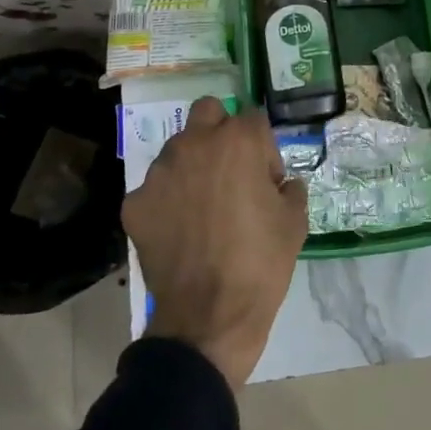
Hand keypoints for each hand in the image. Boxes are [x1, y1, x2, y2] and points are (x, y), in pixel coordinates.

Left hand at [123, 97, 307, 388]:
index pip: (253, 118)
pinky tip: (179, 232)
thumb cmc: (261, 263)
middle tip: (230, 171)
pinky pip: (155, 189)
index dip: (264, 148)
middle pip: (207, 112)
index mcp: (238, 142)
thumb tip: (280, 184)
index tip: (267, 180)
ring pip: (177, 149)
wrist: (209, 317)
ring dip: (192, 166)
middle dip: (220, 132)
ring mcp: (159, 172)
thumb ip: (290, 189)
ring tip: (202, 208)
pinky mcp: (135, 203)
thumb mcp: (295, 222)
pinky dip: (167, 202)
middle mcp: (195, 145)